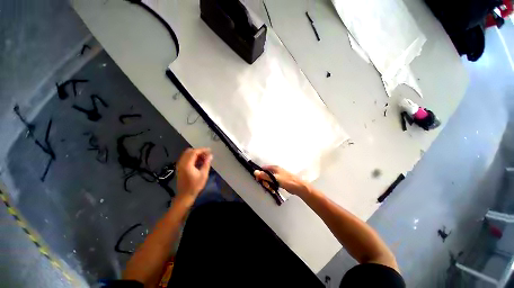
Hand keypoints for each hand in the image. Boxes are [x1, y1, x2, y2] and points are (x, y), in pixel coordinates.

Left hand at [176, 148, 212, 201]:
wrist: (185, 195)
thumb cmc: (195, 185)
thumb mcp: (203, 174)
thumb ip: (207, 163)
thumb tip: (210, 155)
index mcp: (187, 164)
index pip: (194, 152)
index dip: (202, 150)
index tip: (210, 150)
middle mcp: (181, 163)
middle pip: (189, 151)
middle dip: (199, 151)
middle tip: (207, 154)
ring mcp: (179, 165)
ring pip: (187, 154)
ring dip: (196, 154)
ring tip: (204, 158)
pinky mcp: (180, 168)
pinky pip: (186, 158)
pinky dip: (192, 157)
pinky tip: (199, 162)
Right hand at [254, 165, 309, 195]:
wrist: (299, 187)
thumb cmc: (287, 181)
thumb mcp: (275, 178)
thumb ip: (265, 175)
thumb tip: (255, 171)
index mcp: (274, 168)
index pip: (263, 169)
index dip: (259, 173)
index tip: (258, 180)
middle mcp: (276, 170)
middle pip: (266, 174)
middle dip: (265, 181)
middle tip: (267, 186)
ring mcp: (278, 176)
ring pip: (269, 179)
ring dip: (268, 184)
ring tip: (271, 189)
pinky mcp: (280, 181)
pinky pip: (273, 183)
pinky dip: (272, 186)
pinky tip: (273, 190)